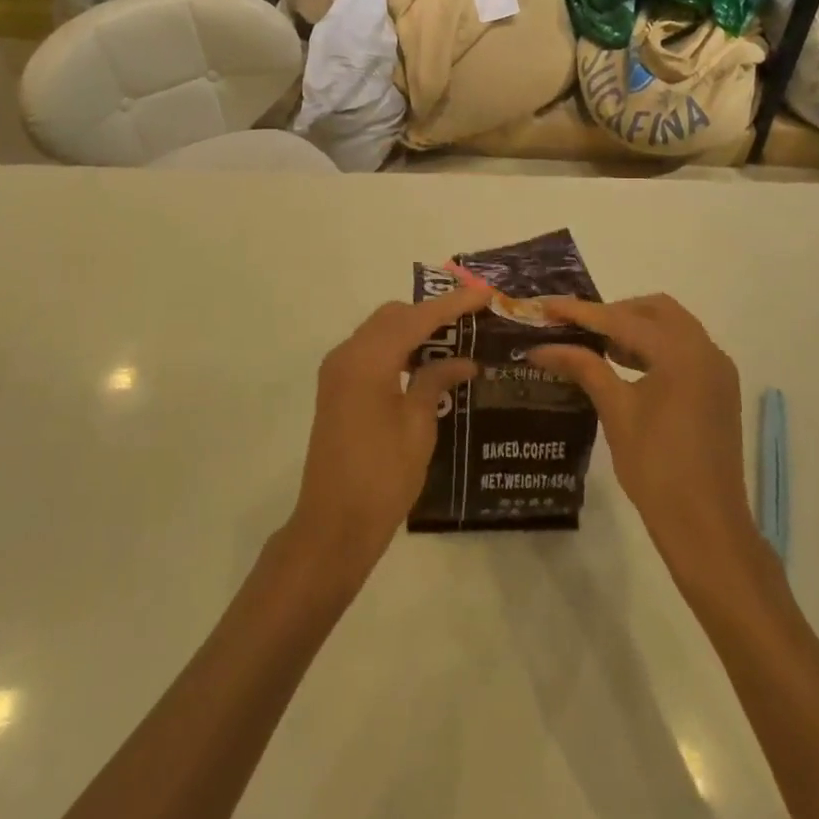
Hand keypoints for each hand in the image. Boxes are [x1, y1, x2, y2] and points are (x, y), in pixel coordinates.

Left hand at [285, 287, 487, 584]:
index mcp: (367, 361)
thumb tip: (463, 361)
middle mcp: (347, 355)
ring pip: (381, 330)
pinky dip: (398, 347)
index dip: (452, 304)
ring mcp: (337, 370)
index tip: (485, 294)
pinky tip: (425, 363)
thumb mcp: (418, 427)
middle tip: (471, 318)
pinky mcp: (337, 387)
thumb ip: (436, 382)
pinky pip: (371, 350)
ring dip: (414, 329)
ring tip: (455, 337)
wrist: (333, 525)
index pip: (416, 318)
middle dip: (432, 312)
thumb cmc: (382, 478)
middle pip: (394, 316)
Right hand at [531, 294, 762, 585]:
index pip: (621, 319)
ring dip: (635, 328)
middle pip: (655, 309)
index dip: (580, 312)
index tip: (545, 305)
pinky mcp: (719, 389)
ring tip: (597, 345)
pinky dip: (654, 346)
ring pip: (672, 326)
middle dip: (614, 312)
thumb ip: (583, 367)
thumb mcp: (616, 411)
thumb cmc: (657, 468)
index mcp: (681, 353)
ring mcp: (717, 370)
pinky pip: (684, 349)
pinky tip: (626, 365)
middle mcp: (705, 350)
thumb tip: (540, 347)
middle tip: (577, 328)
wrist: (707, 527)